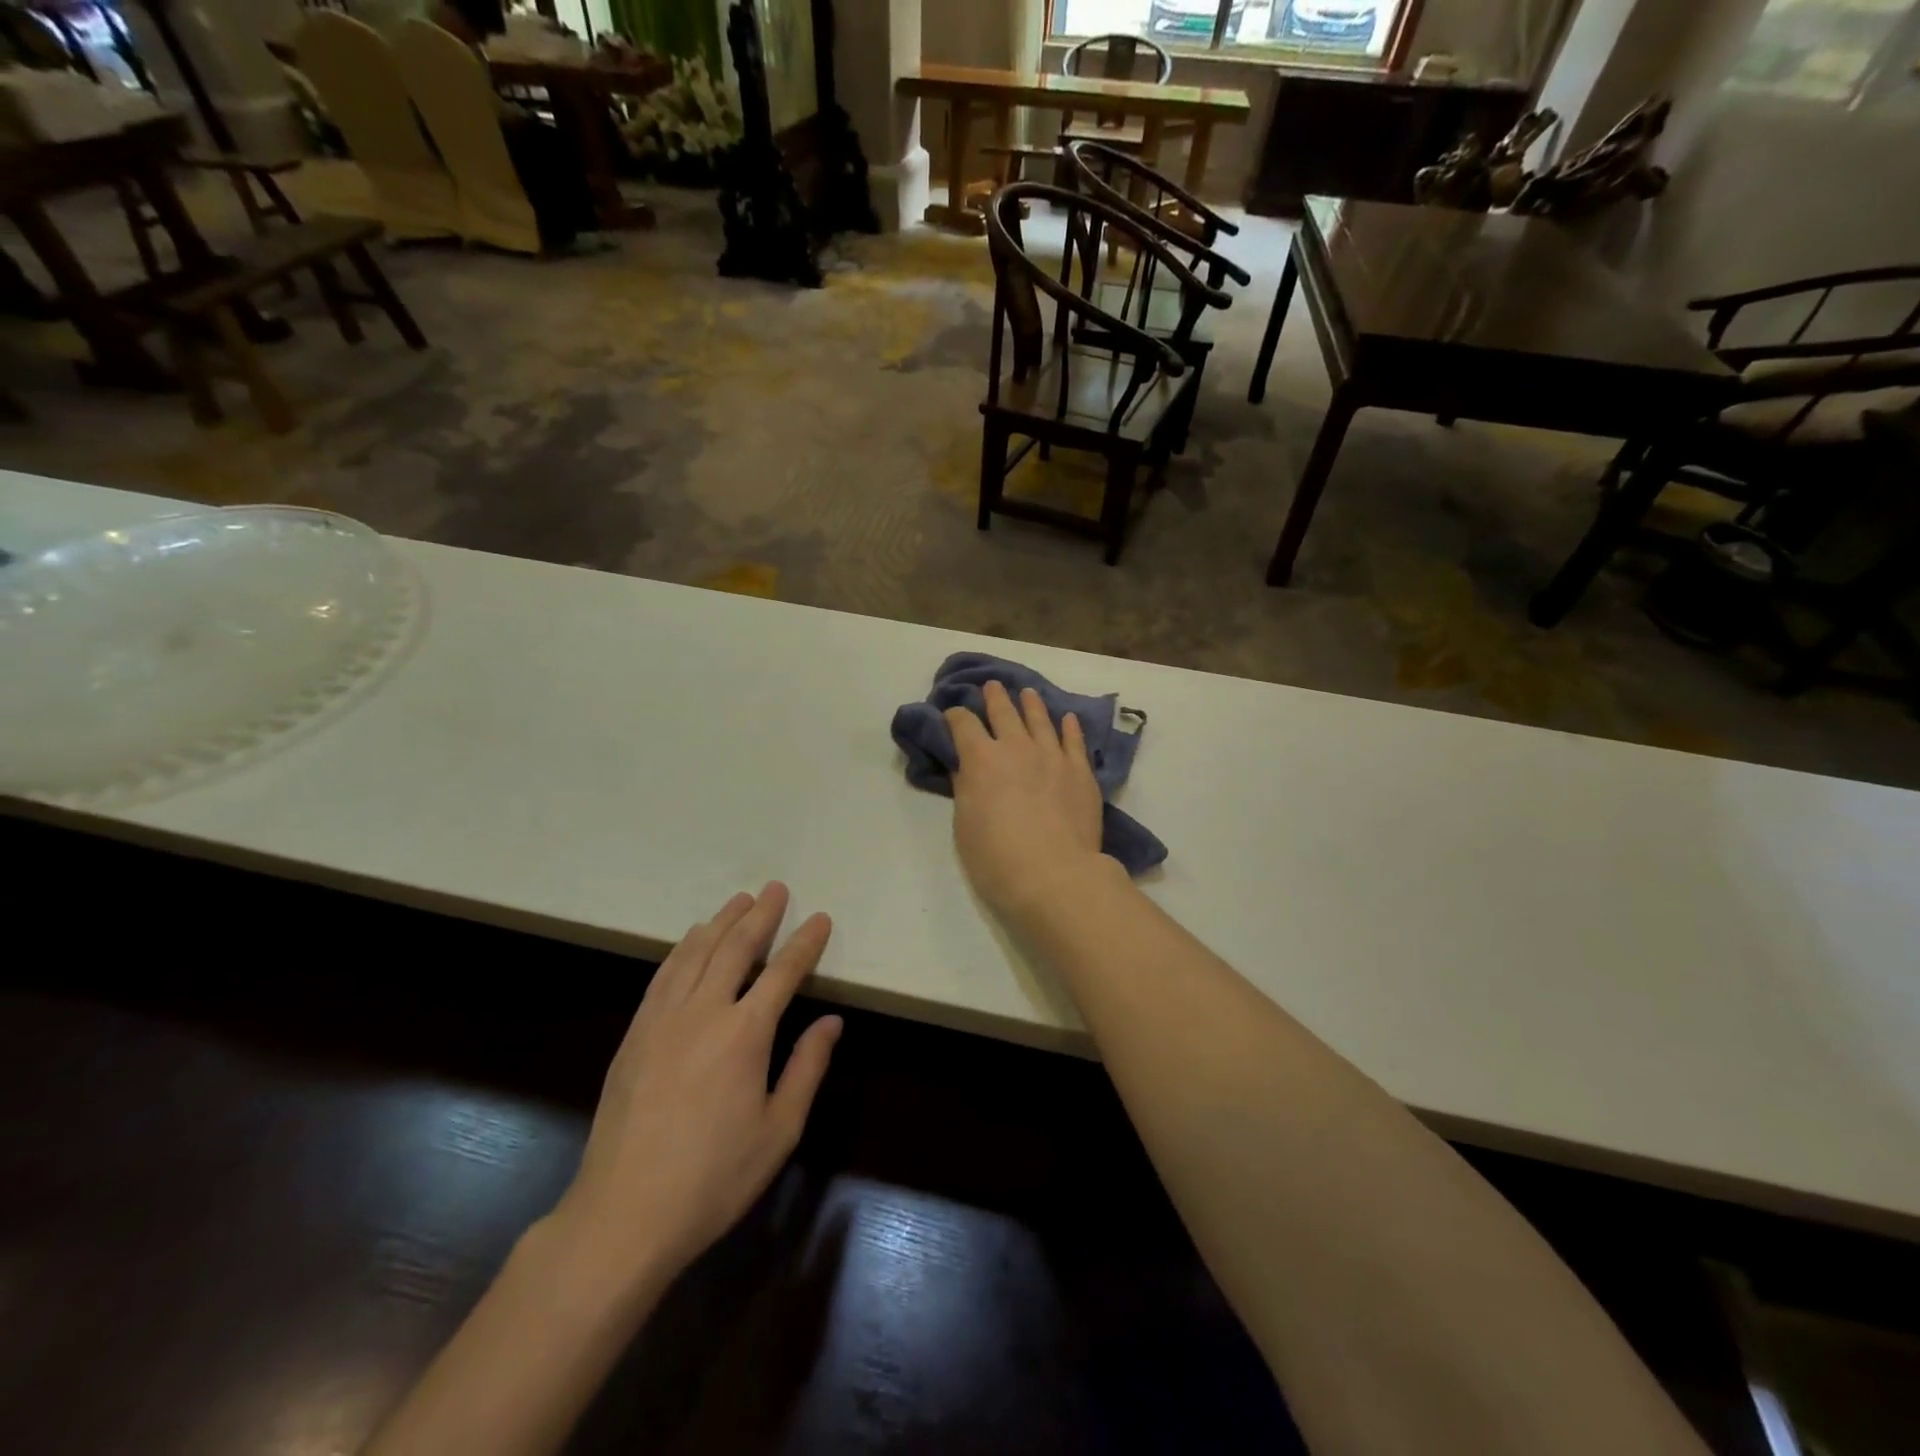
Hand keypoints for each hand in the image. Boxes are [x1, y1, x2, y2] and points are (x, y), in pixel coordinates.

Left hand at [552, 884, 841, 1285]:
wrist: (624, 1214)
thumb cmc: (714, 1178)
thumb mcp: (779, 1131)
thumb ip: (806, 1068)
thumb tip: (831, 1021)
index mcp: (745, 1034)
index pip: (783, 972)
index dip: (804, 943)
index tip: (820, 919)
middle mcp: (704, 1012)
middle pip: (736, 948)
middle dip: (760, 915)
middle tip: (775, 888)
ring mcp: (662, 1020)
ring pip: (695, 953)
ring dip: (720, 922)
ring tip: (738, 901)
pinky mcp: (635, 1034)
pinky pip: (663, 975)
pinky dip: (682, 949)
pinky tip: (691, 941)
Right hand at [945, 680, 1108, 922]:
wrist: (1054, 876)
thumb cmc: (997, 858)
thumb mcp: (965, 826)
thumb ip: (966, 790)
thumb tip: (966, 768)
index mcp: (981, 759)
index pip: (963, 724)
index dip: (955, 716)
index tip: (952, 715)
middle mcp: (1016, 748)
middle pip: (1003, 712)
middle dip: (994, 698)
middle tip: (991, 686)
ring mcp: (1053, 756)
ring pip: (1041, 719)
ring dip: (1031, 704)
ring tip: (1027, 693)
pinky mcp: (1081, 771)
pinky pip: (1074, 741)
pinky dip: (1069, 727)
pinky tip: (1068, 718)